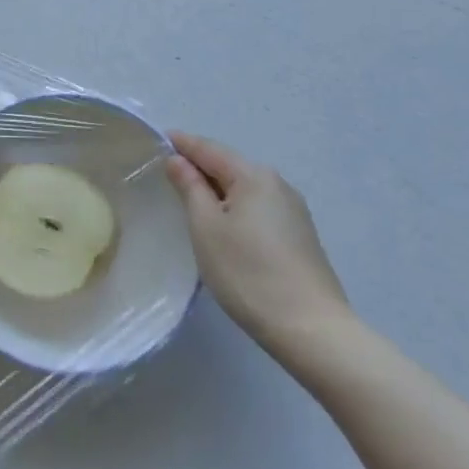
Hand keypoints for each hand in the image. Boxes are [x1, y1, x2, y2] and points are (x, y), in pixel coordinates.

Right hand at [164, 132, 352, 359]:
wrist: (311, 329)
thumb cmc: (248, 273)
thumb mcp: (206, 227)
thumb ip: (190, 187)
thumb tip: (178, 161)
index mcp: (254, 176)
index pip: (209, 149)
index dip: (182, 144)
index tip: (157, 139)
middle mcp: (277, 185)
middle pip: (229, 166)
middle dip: (199, 165)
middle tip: (167, 169)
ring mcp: (293, 211)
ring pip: (245, 188)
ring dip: (217, 188)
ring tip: (189, 196)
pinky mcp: (300, 235)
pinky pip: (258, 207)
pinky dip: (235, 206)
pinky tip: (223, 222)